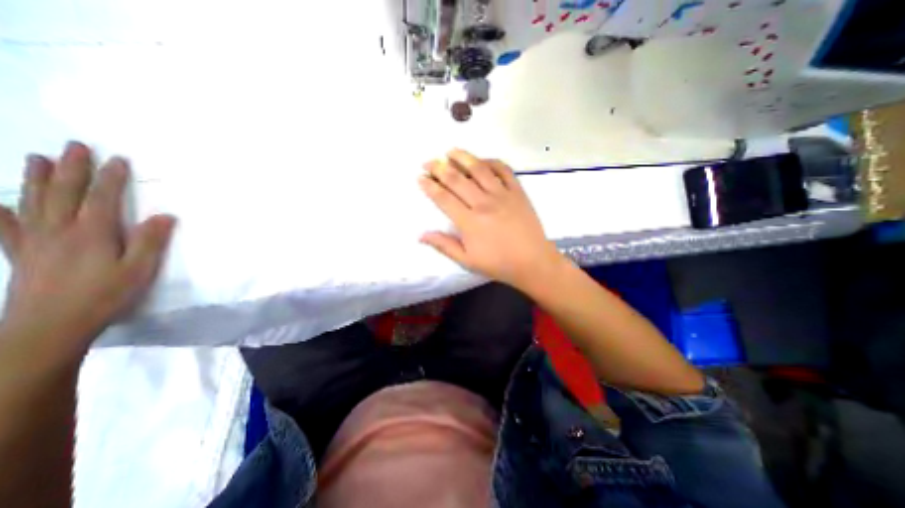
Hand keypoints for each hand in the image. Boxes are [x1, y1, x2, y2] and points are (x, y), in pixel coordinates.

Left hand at [1, 141, 175, 354]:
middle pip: (66, 193)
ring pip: (33, 202)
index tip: (118, 159)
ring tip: (37, 159)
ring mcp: (35, 241)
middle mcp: (59, 230)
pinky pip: (6, 227)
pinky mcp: (21, 254)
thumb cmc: (105, 295)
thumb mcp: (139, 269)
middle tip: (75, 146)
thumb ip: (151, 241)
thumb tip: (164, 215)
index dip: (111, 177)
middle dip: (73, 168)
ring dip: (37, 179)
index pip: (103, 198)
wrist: (50, 326)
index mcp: (92, 233)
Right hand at [419, 148, 563, 289]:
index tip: (420, 177)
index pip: (444, 198)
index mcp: (469, 222)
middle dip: (439, 168)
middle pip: (457, 179)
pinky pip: (503, 170)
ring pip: (479, 169)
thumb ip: (444, 246)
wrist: (532, 261)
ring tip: (450, 151)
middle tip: (429, 162)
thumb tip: (421, 235)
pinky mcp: (517, 191)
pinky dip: (491, 161)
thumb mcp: (467, 260)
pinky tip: (482, 160)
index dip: (429, 186)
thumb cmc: (498, 263)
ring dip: (462, 157)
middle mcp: (483, 203)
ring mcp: (502, 194)